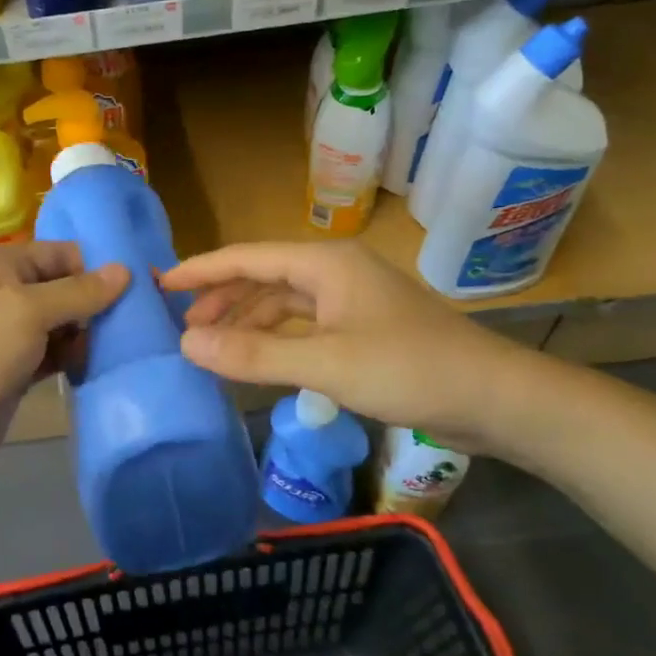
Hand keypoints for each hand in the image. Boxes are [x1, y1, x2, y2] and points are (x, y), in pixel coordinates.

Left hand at [0, 241, 126, 500]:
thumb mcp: (25, 311)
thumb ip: (77, 292)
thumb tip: (125, 271)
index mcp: (1, 266)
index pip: (62, 254)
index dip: (101, 265)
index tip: (146, 283)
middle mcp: (7, 295)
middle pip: (67, 289)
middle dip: (102, 302)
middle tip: (150, 318)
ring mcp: (12, 338)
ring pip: (65, 326)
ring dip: (94, 334)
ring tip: (138, 344)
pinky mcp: (18, 374)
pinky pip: (58, 358)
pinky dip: (80, 360)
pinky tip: (110, 366)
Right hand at [160, 240, 535, 452]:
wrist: (495, 398)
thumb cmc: (410, 369)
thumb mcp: (326, 364)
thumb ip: (254, 355)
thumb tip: (187, 346)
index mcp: (325, 264)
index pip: (247, 257)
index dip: (201, 270)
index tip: (161, 285)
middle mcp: (335, 272)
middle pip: (263, 276)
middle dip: (222, 299)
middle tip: (183, 329)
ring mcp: (352, 300)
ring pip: (284, 302)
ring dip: (248, 321)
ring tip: (212, 347)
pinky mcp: (363, 328)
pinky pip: (304, 325)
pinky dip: (276, 338)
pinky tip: (260, 359)